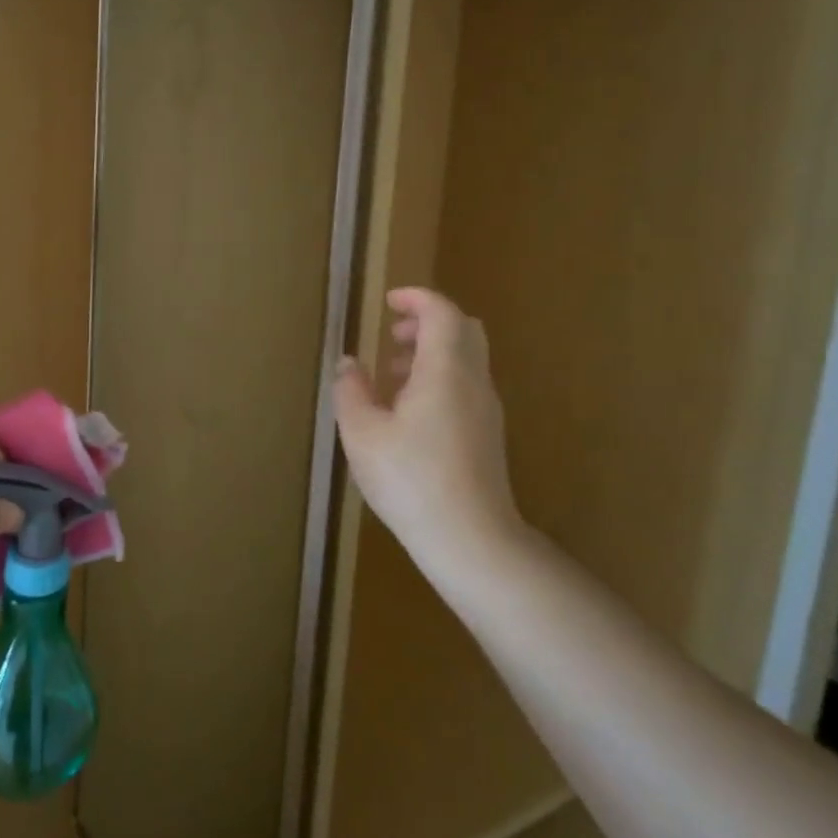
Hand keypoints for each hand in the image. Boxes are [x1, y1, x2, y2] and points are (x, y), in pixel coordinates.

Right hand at [334, 288, 521, 587]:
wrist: (471, 539)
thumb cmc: (411, 479)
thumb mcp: (362, 433)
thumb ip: (351, 390)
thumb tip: (349, 363)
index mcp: (445, 370)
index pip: (441, 312)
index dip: (416, 298)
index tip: (388, 302)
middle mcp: (473, 381)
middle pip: (463, 329)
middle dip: (428, 321)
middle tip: (393, 334)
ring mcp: (486, 409)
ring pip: (467, 359)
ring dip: (433, 352)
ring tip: (393, 374)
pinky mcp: (488, 435)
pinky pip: (467, 386)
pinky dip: (440, 378)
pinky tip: (410, 412)